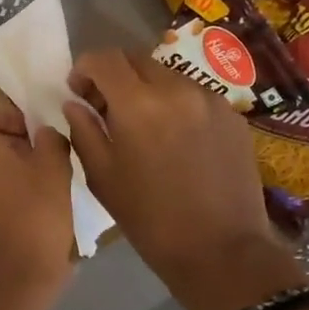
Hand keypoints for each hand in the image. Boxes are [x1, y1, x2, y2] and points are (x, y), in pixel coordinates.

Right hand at [64, 50, 306, 309]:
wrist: (220, 250)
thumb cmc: (149, 218)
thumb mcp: (102, 177)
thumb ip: (84, 131)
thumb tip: (75, 104)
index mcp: (138, 104)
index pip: (104, 59)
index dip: (84, 68)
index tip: (77, 91)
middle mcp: (176, 89)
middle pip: (136, 59)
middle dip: (114, 75)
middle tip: (104, 106)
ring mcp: (210, 99)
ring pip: (167, 74)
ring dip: (145, 88)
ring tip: (141, 124)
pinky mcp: (232, 116)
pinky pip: (194, 95)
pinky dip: (174, 104)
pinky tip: (173, 139)